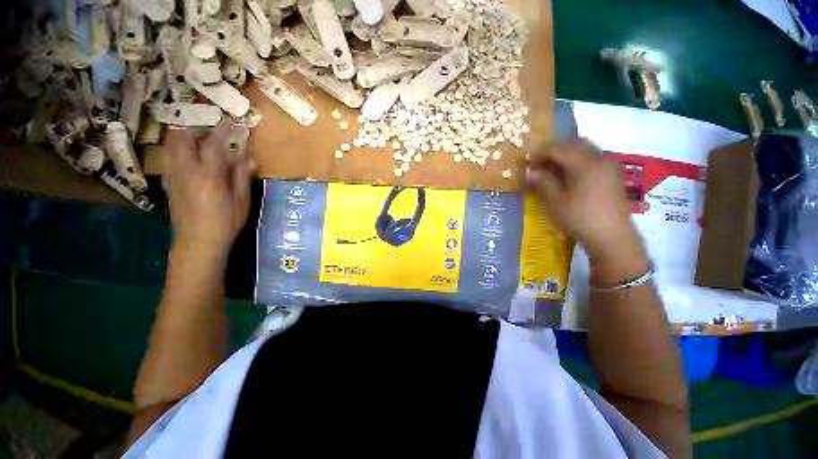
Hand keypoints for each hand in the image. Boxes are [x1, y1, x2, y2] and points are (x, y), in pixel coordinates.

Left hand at [167, 118, 254, 257]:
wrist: (198, 243)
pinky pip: (171, 159)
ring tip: (200, 142)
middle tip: (210, 130)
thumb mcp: (241, 201)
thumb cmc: (225, 223)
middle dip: (195, 129)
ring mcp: (173, 176)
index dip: (222, 130)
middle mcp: (186, 170)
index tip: (229, 120)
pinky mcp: (168, 184)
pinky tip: (192, 161)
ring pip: (172, 147)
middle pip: (182, 138)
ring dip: (185, 139)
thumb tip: (249, 158)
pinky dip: (180, 152)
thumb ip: (242, 177)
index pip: (214, 145)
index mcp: (209, 175)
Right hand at [525, 138, 643, 265]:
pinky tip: (570, 175)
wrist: (612, 237)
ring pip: (586, 150)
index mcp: (584, 163)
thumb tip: (529, 171)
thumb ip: (542, 183)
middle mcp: (599, 159)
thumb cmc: (579, 218)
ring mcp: (609, 166)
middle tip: (539, 162)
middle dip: (555, 150)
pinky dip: (578, 161)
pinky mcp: (613, 176)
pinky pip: (594, 159)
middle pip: (575, 144)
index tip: (526, 161)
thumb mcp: (555, 201)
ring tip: (553, 169)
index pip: (558, 149)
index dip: (540, 153)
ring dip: (567, 155)